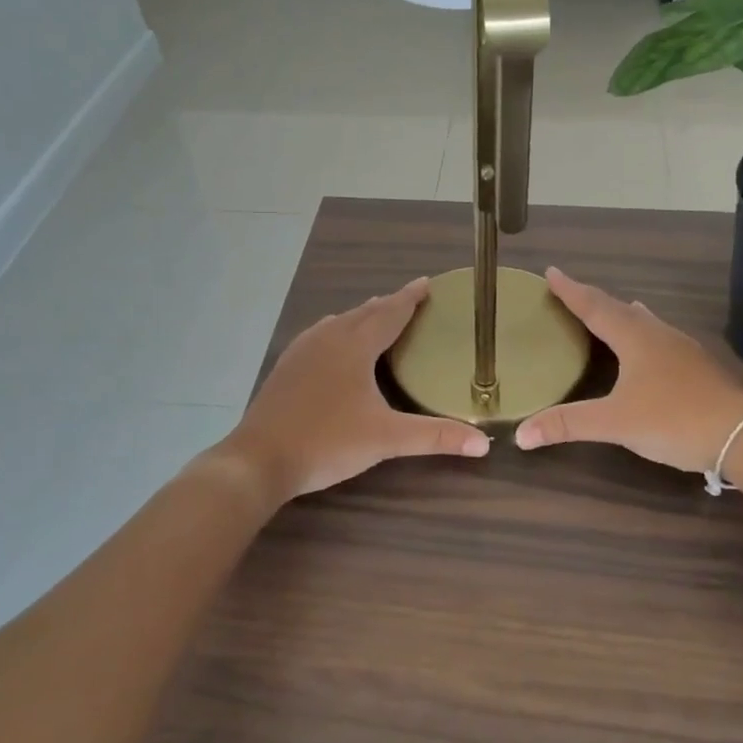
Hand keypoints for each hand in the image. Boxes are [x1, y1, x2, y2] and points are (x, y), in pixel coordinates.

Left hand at [221, 277, 490, 501]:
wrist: (259, 459)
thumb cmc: (327, 442)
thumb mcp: (386, 439)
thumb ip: (435, 437)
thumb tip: (484, 443)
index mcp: (355, 346)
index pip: (390, 312)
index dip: (410, 298)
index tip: (427, 283)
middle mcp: (328, 338)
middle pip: (365, 312)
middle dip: (389, 304)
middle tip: (411, 300)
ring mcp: (303, 350)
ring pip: (340, 322)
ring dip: (362, 316)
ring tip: (378, 315)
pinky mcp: (287, 366)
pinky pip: (321, 335)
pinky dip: (339, 330)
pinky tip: (335, 343)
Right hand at [516, 268, 742, 473]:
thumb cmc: (673, 420)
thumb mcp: (615, 423)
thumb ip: (568, 425)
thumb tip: (520, 435)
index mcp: (634, 338)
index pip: (594, 307)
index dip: (570, 290)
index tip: (551, 272)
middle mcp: (657, 334)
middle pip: (618, 309)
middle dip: (592, 299)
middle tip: (571, 291)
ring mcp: (682, 349)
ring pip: (644, 321)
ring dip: (622, 313)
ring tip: (611, 309)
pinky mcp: (697, 367)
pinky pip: (659, 337)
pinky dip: (642, 332)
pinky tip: (649, 345)